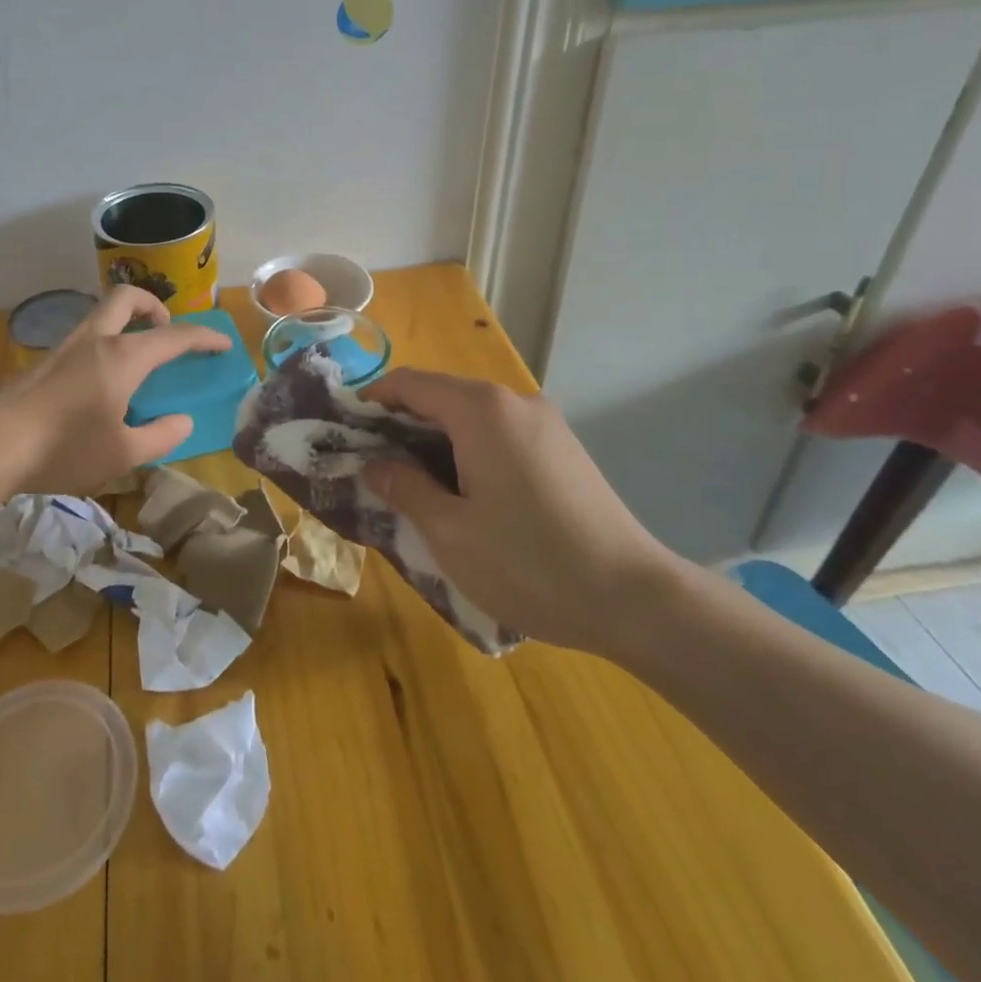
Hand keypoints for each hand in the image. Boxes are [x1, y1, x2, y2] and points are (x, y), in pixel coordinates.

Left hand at [0, 286, 228, 495]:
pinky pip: (86, 335)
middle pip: (127, 298)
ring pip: (102, 313)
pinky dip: (106, 340)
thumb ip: (160, 436)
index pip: (174, 336)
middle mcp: (96, 340)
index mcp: (123, 357)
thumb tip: (183, 421)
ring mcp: (66, 346)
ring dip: (127, 321)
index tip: (223, 343)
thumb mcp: (123, 453)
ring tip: (137, 357)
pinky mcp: (45, 360)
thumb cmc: (65, 447)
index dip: (203, 337)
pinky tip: (102, 379)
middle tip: (165, 332)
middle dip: (154, 306)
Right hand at [358, 370, 676, 654]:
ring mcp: (544, 423)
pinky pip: (500, 432)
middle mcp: (514, 401)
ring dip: (436, 438)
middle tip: (373, 464)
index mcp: (481, 410)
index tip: (346, 430)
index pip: (410, 383)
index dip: (372, 400)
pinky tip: (464, 491)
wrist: (634, 598)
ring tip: (413, 482)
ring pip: (472, 415)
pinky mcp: (563, 447)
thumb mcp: (449, 532)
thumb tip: (374, 464)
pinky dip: (469, 448)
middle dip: (402, 423)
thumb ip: (404, 487)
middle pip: (442, 395)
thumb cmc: (529, 563)